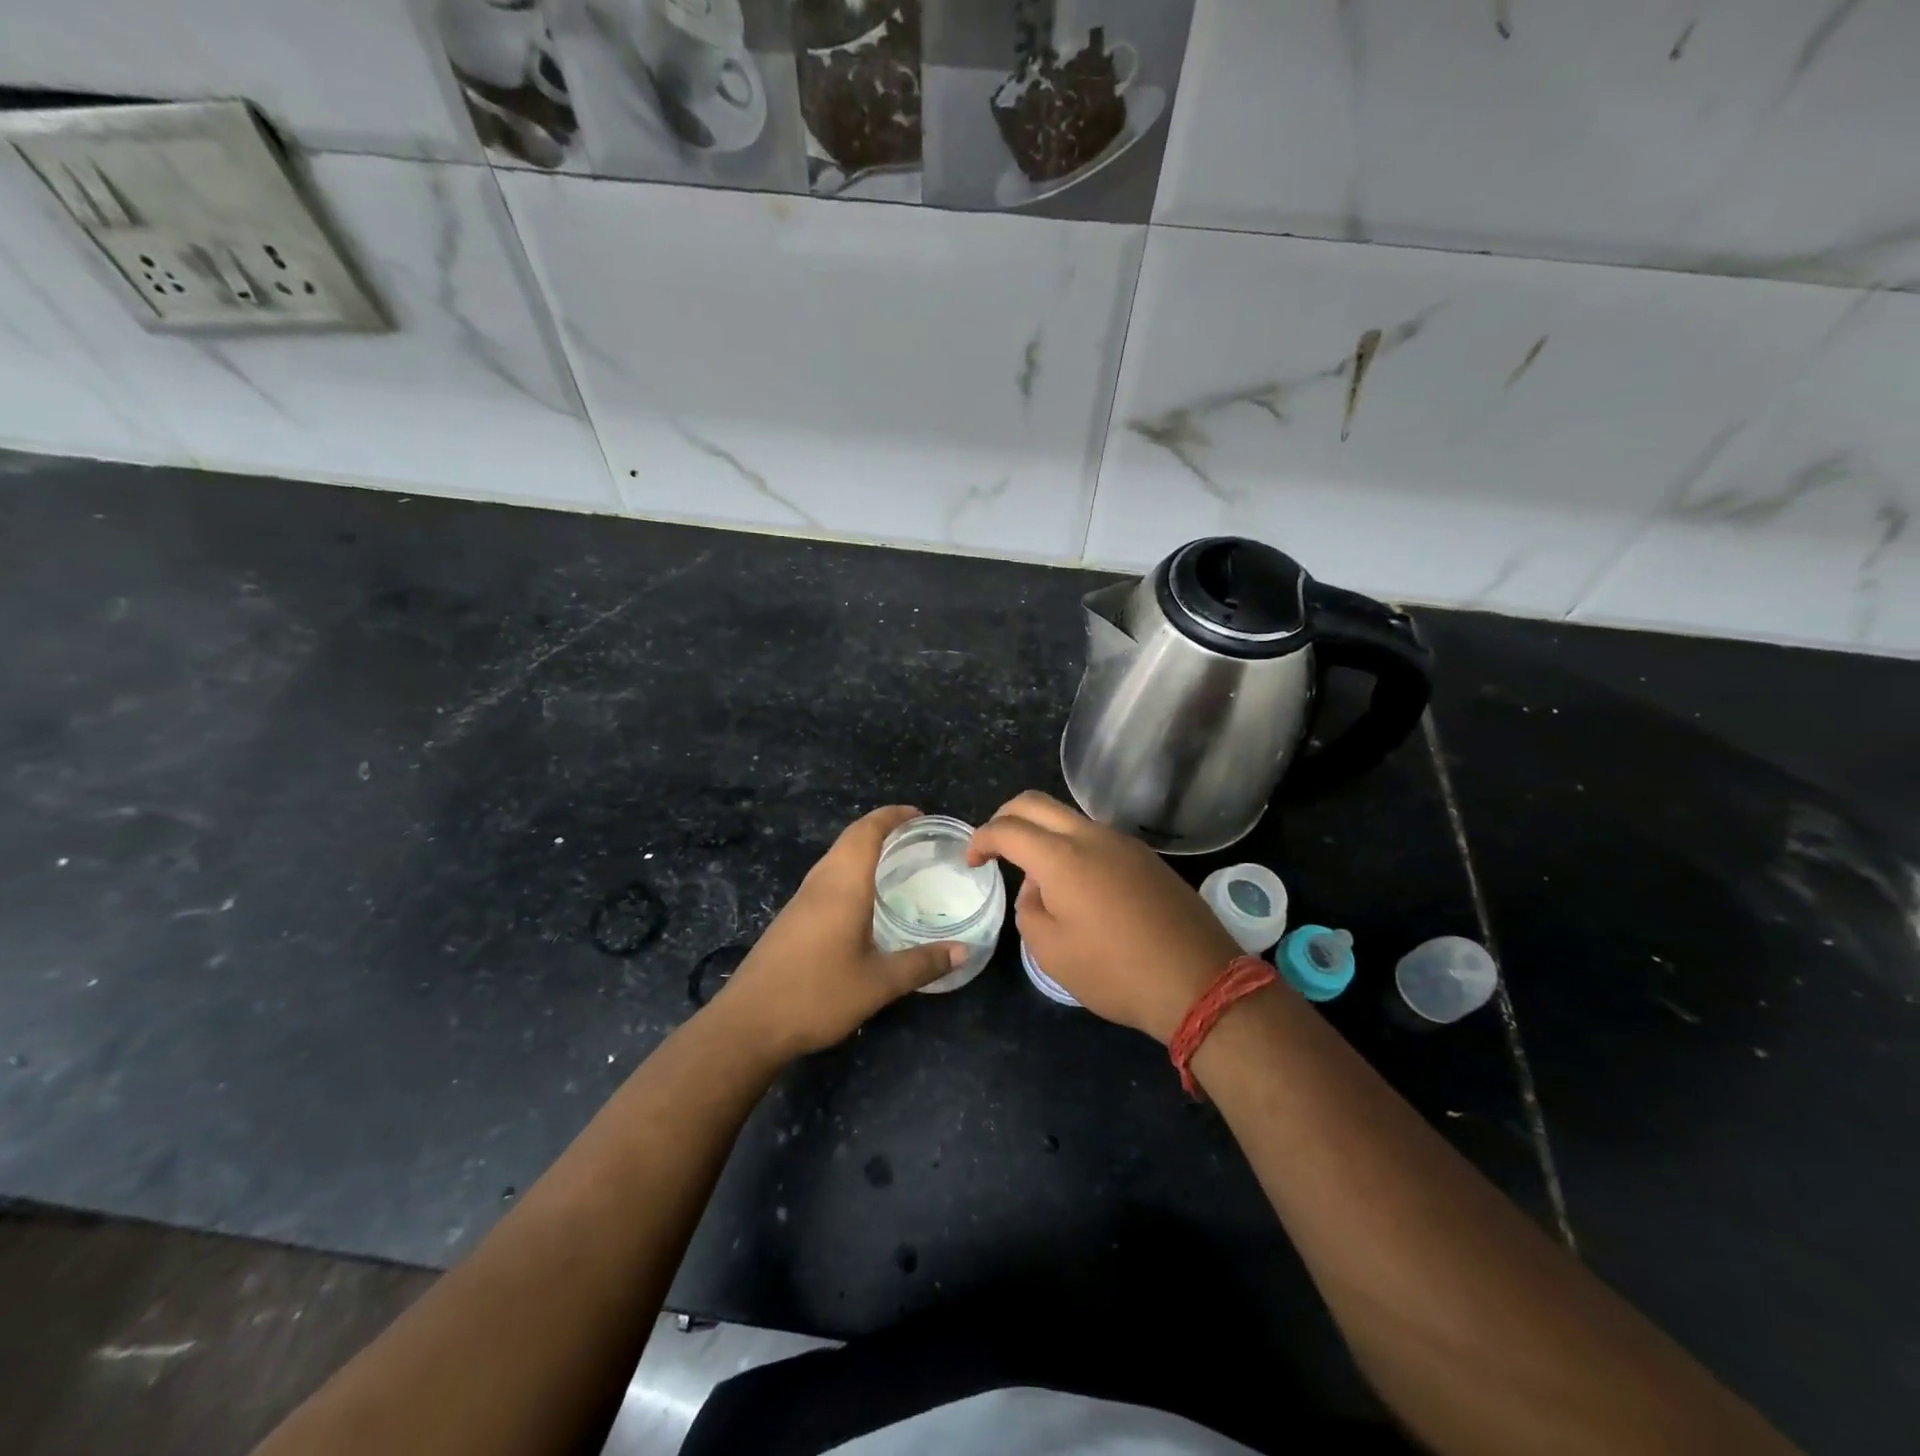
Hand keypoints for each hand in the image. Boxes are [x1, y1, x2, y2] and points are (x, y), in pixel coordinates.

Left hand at [711, 806, 963, 1061]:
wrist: (748, 1023)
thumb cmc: (817, 995)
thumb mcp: (879, 984)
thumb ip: (922, 963)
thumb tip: (964, 950)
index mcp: (842, 885)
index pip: (867, 831)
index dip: (893, 816)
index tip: (921, 815)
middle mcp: (820, 882)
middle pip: (850, 838)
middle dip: (882, 828)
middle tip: (917, 837)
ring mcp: (801, 899)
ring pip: (836, 857)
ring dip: (864, 848)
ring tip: (897, 861)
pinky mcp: (792, 917)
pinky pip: (827, 877)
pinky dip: (851, 870)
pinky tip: (865, 897)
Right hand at [969, 791, 1240, 1043]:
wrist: (1198, 981)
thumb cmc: (1115, 971)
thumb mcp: (1051, 951)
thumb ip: (1029, 908)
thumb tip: (1038, 887)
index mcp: (1062, 856)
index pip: (1008, 828)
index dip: (981, 839)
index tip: (973, 861)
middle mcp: (1092, 836)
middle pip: (1036, 803)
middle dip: (1005, 817)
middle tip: (994, 846)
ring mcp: (1124, 842)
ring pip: (1069, 817)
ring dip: (1042, 832)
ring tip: (1036, 874)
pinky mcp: (1146, 857)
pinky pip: (1096, 837)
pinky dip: (1072, 846)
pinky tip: (1076, 885)